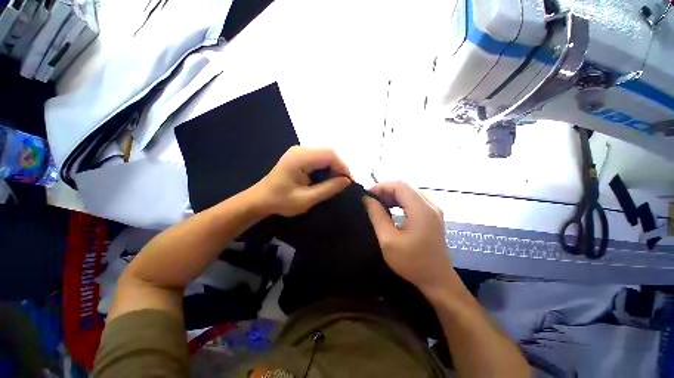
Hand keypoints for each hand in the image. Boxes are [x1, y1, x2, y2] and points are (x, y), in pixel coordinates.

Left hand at [251, 146, 351, 216]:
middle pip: (328, 153)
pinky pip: (319, 158)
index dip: (343, 167)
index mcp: (300, 158)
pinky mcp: (299, 156)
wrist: (261, 199)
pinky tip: (325, 179)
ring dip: (333, 168)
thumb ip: (328, 189)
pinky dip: (326, 168)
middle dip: (339, 168)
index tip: (349, 182)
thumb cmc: (281, 201)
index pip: (329, 155)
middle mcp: (300, 149)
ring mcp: (299, 151)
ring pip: (325, 155)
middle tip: (343, 184)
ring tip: (335, 183)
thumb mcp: (306, 199)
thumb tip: (347, 181)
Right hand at [363, 181, 454, 294]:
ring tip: (377, 203)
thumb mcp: (388, 240)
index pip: (400, 186)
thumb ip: (377, 216)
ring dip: (392, 196)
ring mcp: (433, 210)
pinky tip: (389, 209)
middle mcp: (430, 205)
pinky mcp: (432, 216)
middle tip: (370, 200)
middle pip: (405, 188)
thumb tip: (367, 199)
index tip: (366, 195)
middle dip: (385, 190)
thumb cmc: (411, 262)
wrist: (437, 280)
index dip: (381, 186)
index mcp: (421, 210)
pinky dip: (399, 202)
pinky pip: (413, 201)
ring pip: (409, 193)